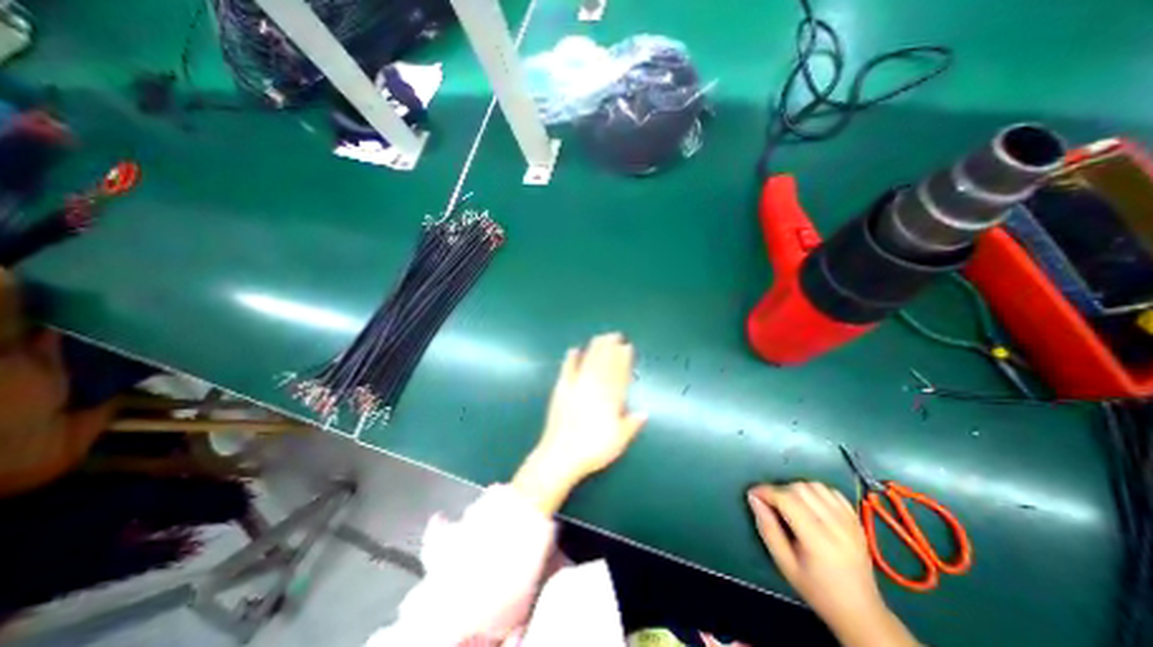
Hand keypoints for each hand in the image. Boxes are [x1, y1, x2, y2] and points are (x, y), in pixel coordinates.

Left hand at [515, 337, 646, 513]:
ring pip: (588, 363)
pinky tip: (573, 350)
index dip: (623, 360)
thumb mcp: (618, 442)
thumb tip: (644, 412)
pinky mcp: (561, 391)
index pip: (619, 375)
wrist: (561, 455)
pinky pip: (567, 371)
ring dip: (595, 349)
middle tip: (615, 334)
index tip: (627, 347)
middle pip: (604, 364)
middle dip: (610, 348)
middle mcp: (594, 390)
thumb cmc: (592, 450)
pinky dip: (570, 360)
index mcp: (609, 401)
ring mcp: (576, 388)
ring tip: (600, 337)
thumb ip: (631, 425)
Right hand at [748, 482, 918, 644]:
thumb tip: (753, 498)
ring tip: (791, 504)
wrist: (860, 611)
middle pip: (800, 488)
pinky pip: (832, 492)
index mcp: (818, 541)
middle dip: (780, 490)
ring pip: (815, 486)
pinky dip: (816, 492)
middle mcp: (837, 527)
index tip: (753, 494)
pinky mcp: (857, 521)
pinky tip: (811, 505)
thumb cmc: (816, 589)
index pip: (787, 500)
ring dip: (797, 489)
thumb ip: (767, 528)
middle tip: (772, 504)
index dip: (766, 492)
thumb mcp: (784, 564)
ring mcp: (850, 522)